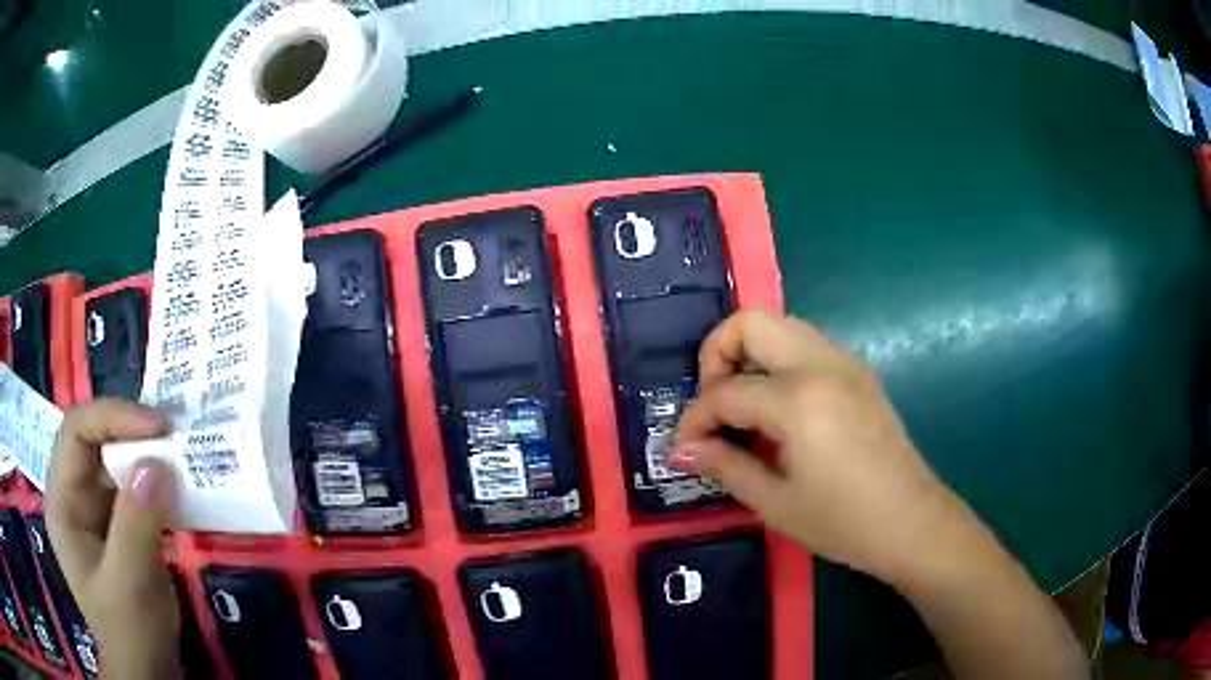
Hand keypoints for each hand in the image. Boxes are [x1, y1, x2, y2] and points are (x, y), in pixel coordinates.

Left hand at [45, 399, 182, 679]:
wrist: (147, 673)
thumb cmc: (131, 633)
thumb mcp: (131, 585)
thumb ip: (136, 525)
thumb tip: (157, 464)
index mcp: (62, 501)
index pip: (77, 431)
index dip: (114, 417)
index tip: (160, 427)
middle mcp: (72, 496)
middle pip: (95, 441)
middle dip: (133, 435)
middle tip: (176, 440)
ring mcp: (93, 512)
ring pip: (115, 463)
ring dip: (147, 458)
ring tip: (182, 459)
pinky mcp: (115, 526)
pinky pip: (131, 489)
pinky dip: (154, 484)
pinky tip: (177, 491)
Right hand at [672, 308, 958, 582]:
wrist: (911, 522)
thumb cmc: (843, 522)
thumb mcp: (775, 503)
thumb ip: (726, 466)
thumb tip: (683, 448)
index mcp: (798, 399)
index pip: (726, 391)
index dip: (695, 419)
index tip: (685, 447)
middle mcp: (821, 364)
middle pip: (750, 322)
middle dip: (717, 355)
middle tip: (714, 405)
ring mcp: (845, 363)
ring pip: (781, 326)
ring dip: (749, 354)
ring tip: (742, 407)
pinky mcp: (858, 372)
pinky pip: (806, 344)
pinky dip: (778, 361)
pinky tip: (778, 409)